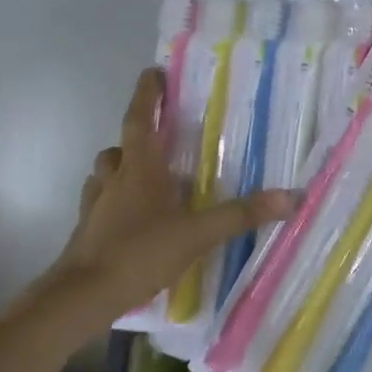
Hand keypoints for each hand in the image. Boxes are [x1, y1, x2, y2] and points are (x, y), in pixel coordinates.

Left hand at [46, 68, 297, 326]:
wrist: (81, 298)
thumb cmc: (139, 253)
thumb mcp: (198, 234)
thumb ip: (242, 214)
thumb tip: (290, 197)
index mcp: (140, 169)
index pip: (139, 120)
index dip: (145, 95)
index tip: (151, 73)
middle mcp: (114, 181)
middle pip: (119, 148)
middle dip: (135, 138)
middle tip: (158, 139)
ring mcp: (96, 208)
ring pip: (104, 175)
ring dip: (120, 169)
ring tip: (145, 178)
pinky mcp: (87, 234)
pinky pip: (100, 205)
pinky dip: (114, 202)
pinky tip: (131, 219)